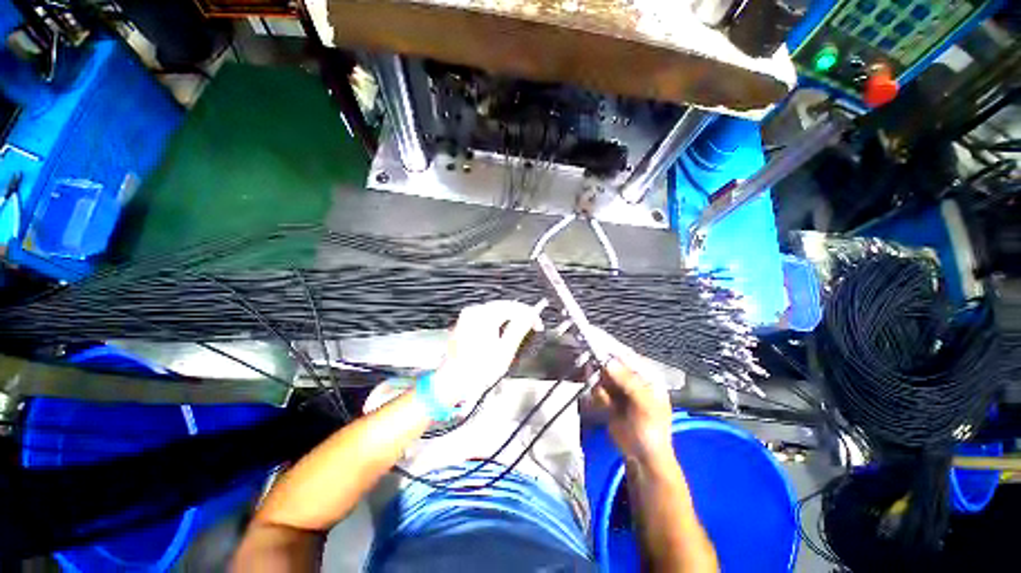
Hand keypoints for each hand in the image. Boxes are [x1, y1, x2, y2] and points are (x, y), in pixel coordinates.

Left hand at [430, 300, 543, 407]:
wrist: (453, 382)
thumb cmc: (476, 371)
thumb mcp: (505, 351)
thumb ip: (519, 329)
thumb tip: (530, 317)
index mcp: (484, 316)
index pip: (513, 307)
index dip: (529, 314)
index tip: (538, 324)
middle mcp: (474, 312)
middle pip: (504, 306)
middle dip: (519, 315)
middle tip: (532, 326)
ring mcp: (467, 317)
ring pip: (495, 310)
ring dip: (509, 318)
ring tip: (519, 331)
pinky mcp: (464, 323)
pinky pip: (485, 316)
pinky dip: (497, 321)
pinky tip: (502, 333)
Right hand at [591, 356, 673, 464]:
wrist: (642, 458)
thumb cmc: (651, 431)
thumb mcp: (645, 405)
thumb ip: (628, 382)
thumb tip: (608, 362)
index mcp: (647, 375)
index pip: (626, 356)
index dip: (610, 351)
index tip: (594, 347)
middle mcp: (632, 377)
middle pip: (610, 364)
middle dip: (602, 372)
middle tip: (601, 383)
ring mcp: (619, 387)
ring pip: (601, 376)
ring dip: (601, 388)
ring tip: (609, 403)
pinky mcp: (609, 397)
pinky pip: (597, 389)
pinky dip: (599, 397)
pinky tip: (607, 408)